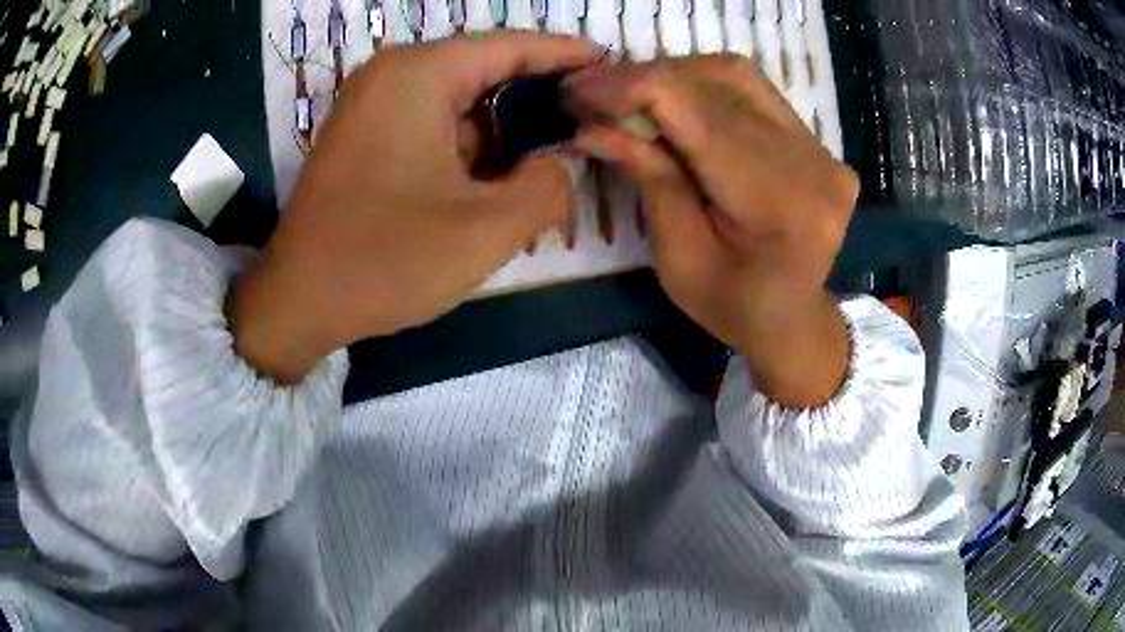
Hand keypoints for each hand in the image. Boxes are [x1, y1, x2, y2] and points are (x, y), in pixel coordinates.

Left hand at [230, 33, 600, 383]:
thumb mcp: (485, 231)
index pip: (512, 46)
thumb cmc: (383, 261)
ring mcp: (374, 108)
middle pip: (486, 73)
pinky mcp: (366, 139)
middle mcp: (393, 76)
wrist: (296, 303)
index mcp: (419, 75)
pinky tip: (498, 185)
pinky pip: (434, 129)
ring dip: (504, 136)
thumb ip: (548, 188)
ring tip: (551, 166)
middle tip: (590, 128)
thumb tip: (559, 166)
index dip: (567, 54)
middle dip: (538, 103)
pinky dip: (470, 152)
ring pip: (461, 106)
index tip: (611, 67)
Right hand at [566, 56, 858, 406]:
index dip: (631, 89)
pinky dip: (702, 87)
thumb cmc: (733, 307)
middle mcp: (812, 162)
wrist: (792, 319)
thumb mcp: (678, 258)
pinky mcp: (817, 141)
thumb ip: (649, 179)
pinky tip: (672, 102)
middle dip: (644, 79)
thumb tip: (592, 125)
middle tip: (593, 93)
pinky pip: (752, 91)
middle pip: (717, 83)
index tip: (577, 93)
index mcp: (780, 204)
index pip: (699, 112)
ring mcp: (821, 147)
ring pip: (735, 76)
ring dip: (672, 76)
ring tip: (629, 96)